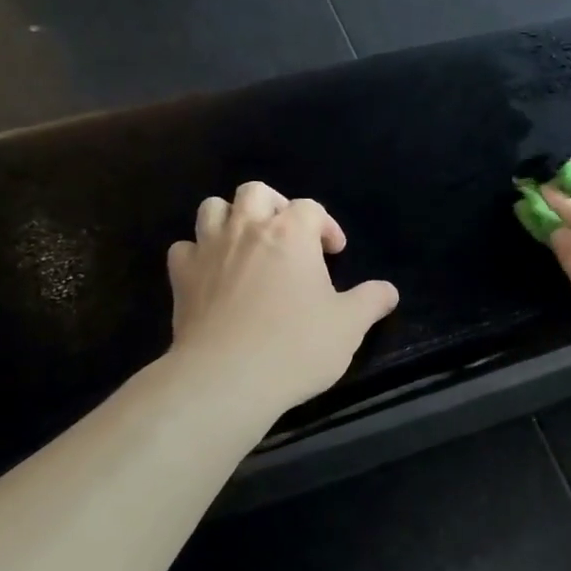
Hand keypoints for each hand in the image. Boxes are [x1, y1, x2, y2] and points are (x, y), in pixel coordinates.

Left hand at [164, 182, 399, 414]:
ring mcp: (209, 251)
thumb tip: (388, 291)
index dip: (325, 226)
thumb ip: (371, 301)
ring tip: (248, 246)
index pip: (309, 208)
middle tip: (289, 238)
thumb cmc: (296, 345)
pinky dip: (199, 253)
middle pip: (256, 192)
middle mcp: (247, 230)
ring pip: (213, 208)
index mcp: (291, 234)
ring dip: (232, 218)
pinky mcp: (181, 278)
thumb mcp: (349, 326)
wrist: (227, 378)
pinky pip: (184, 248)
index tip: (334, 253)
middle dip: (275, 207)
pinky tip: (213, 274)